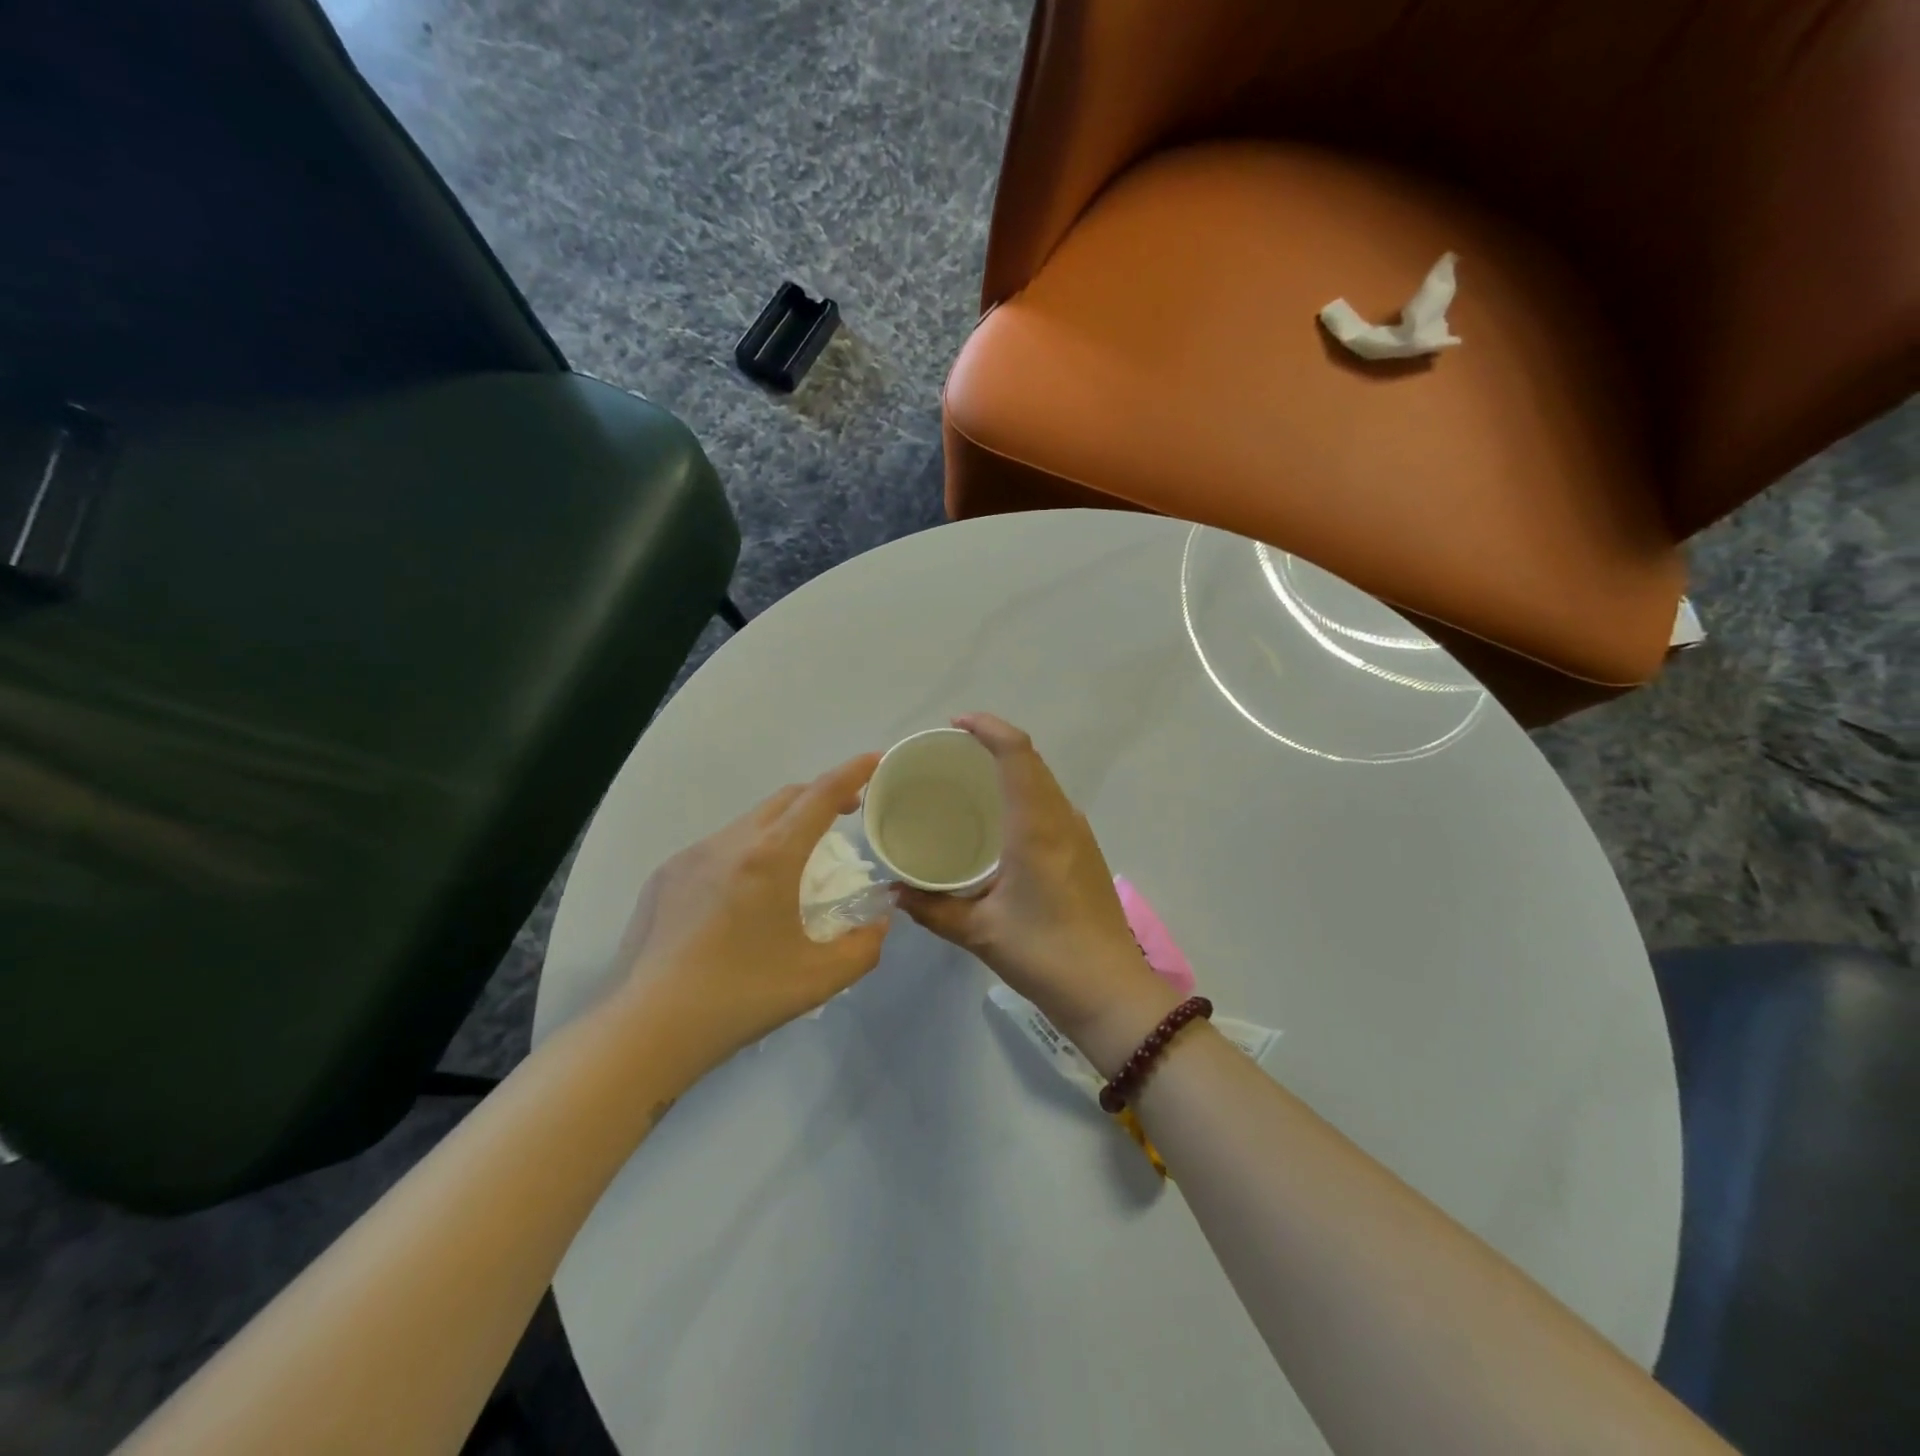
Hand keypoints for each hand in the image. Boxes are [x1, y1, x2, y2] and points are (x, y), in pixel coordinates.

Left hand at [614, 754, 889, 1072]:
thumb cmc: (740, 997)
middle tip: (845, 814)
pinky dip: (746, 853)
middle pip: (785, 799)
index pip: (820, 796)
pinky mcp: (665, 876)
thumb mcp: (819, 978)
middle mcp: (730, 842)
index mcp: (771, 857)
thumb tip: (879, 920)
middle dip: (820, 796)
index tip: (876, 759)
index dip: (852, 772)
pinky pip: (718, 848)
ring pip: (749, 822)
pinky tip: (743, 898)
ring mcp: (691, 856)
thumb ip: (864, 945)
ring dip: (782, 827)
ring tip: (795, 864)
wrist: (646, 1028)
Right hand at [896, 715, 1179, 1075]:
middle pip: (1031, 760)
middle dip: (993, 744)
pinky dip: (1024, 794)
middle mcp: (1062, 819)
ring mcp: (1079, 834)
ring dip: (1011, 769)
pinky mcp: (1086, 851)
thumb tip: (894, 892)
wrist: (1109, 990)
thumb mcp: (979, 932)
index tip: (956, 725)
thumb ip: (931, 908)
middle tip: (952, 753)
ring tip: (971, 781)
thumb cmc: (1044, 954)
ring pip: (1044, 781)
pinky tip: (1001, 823)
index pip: (1017, 753)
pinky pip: (1051, 804)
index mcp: (1036, 826)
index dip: (988, 727)